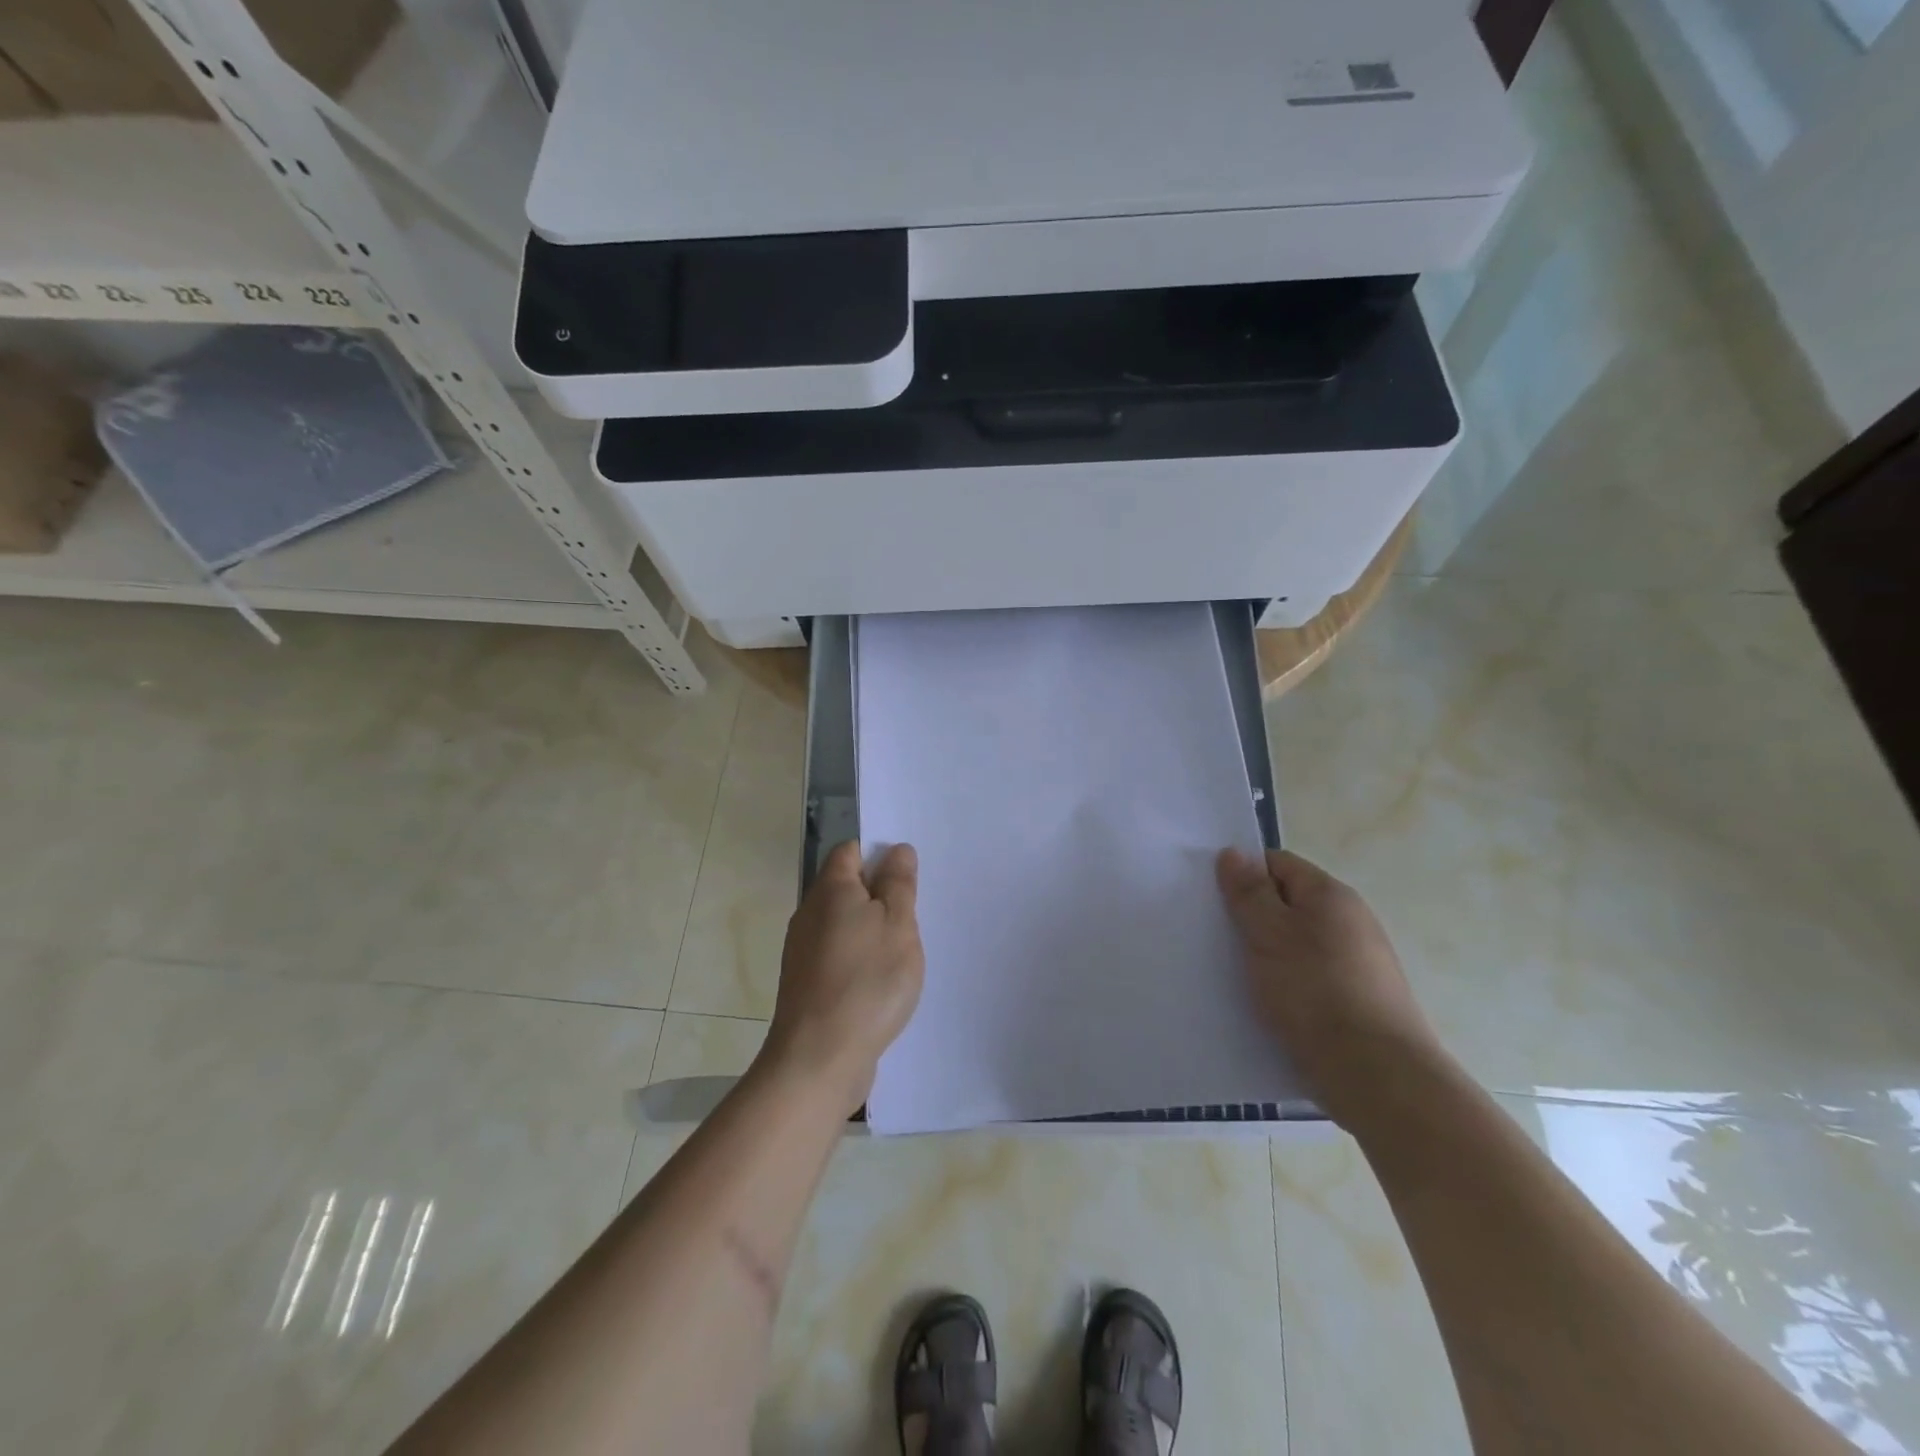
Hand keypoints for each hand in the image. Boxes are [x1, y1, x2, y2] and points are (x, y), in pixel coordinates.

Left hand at [761, 841, 925, 1117]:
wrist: (819, 1058)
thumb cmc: (867, 981)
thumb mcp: (898, 924)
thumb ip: (899, 884)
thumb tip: (896, 850)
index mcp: (831, 889)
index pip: (850, 851)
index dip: (879, 855)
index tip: (908, 877)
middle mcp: (809, 914)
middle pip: (846, 888)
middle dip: (879, 896)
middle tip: (913, 916)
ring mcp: (803, 951)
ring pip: (843, 925)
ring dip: (871, 932)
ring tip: (902, 953)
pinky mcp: (805, 984)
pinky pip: (837, 956)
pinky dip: (859, 961)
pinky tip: (880, 984)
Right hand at [1216, 848, 1441, 1125]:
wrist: (1377, 1076)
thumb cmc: (1315, 993)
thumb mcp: (1269, 934)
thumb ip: (1249, 893)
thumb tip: (1234, 853)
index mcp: (1331, 896)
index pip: (1277, 864)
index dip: (1243, 875)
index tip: (1213, 899)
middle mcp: (1349, 922)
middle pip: (1287, 904)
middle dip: (1251, 918)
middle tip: (1216, 937)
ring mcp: (1357, 964)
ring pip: (1296, 945)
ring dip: (1266, 955)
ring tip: (1234, 974)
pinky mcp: (1356, 1002)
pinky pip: (1308, 978)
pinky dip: (1285, 985)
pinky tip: (1265, 1005)